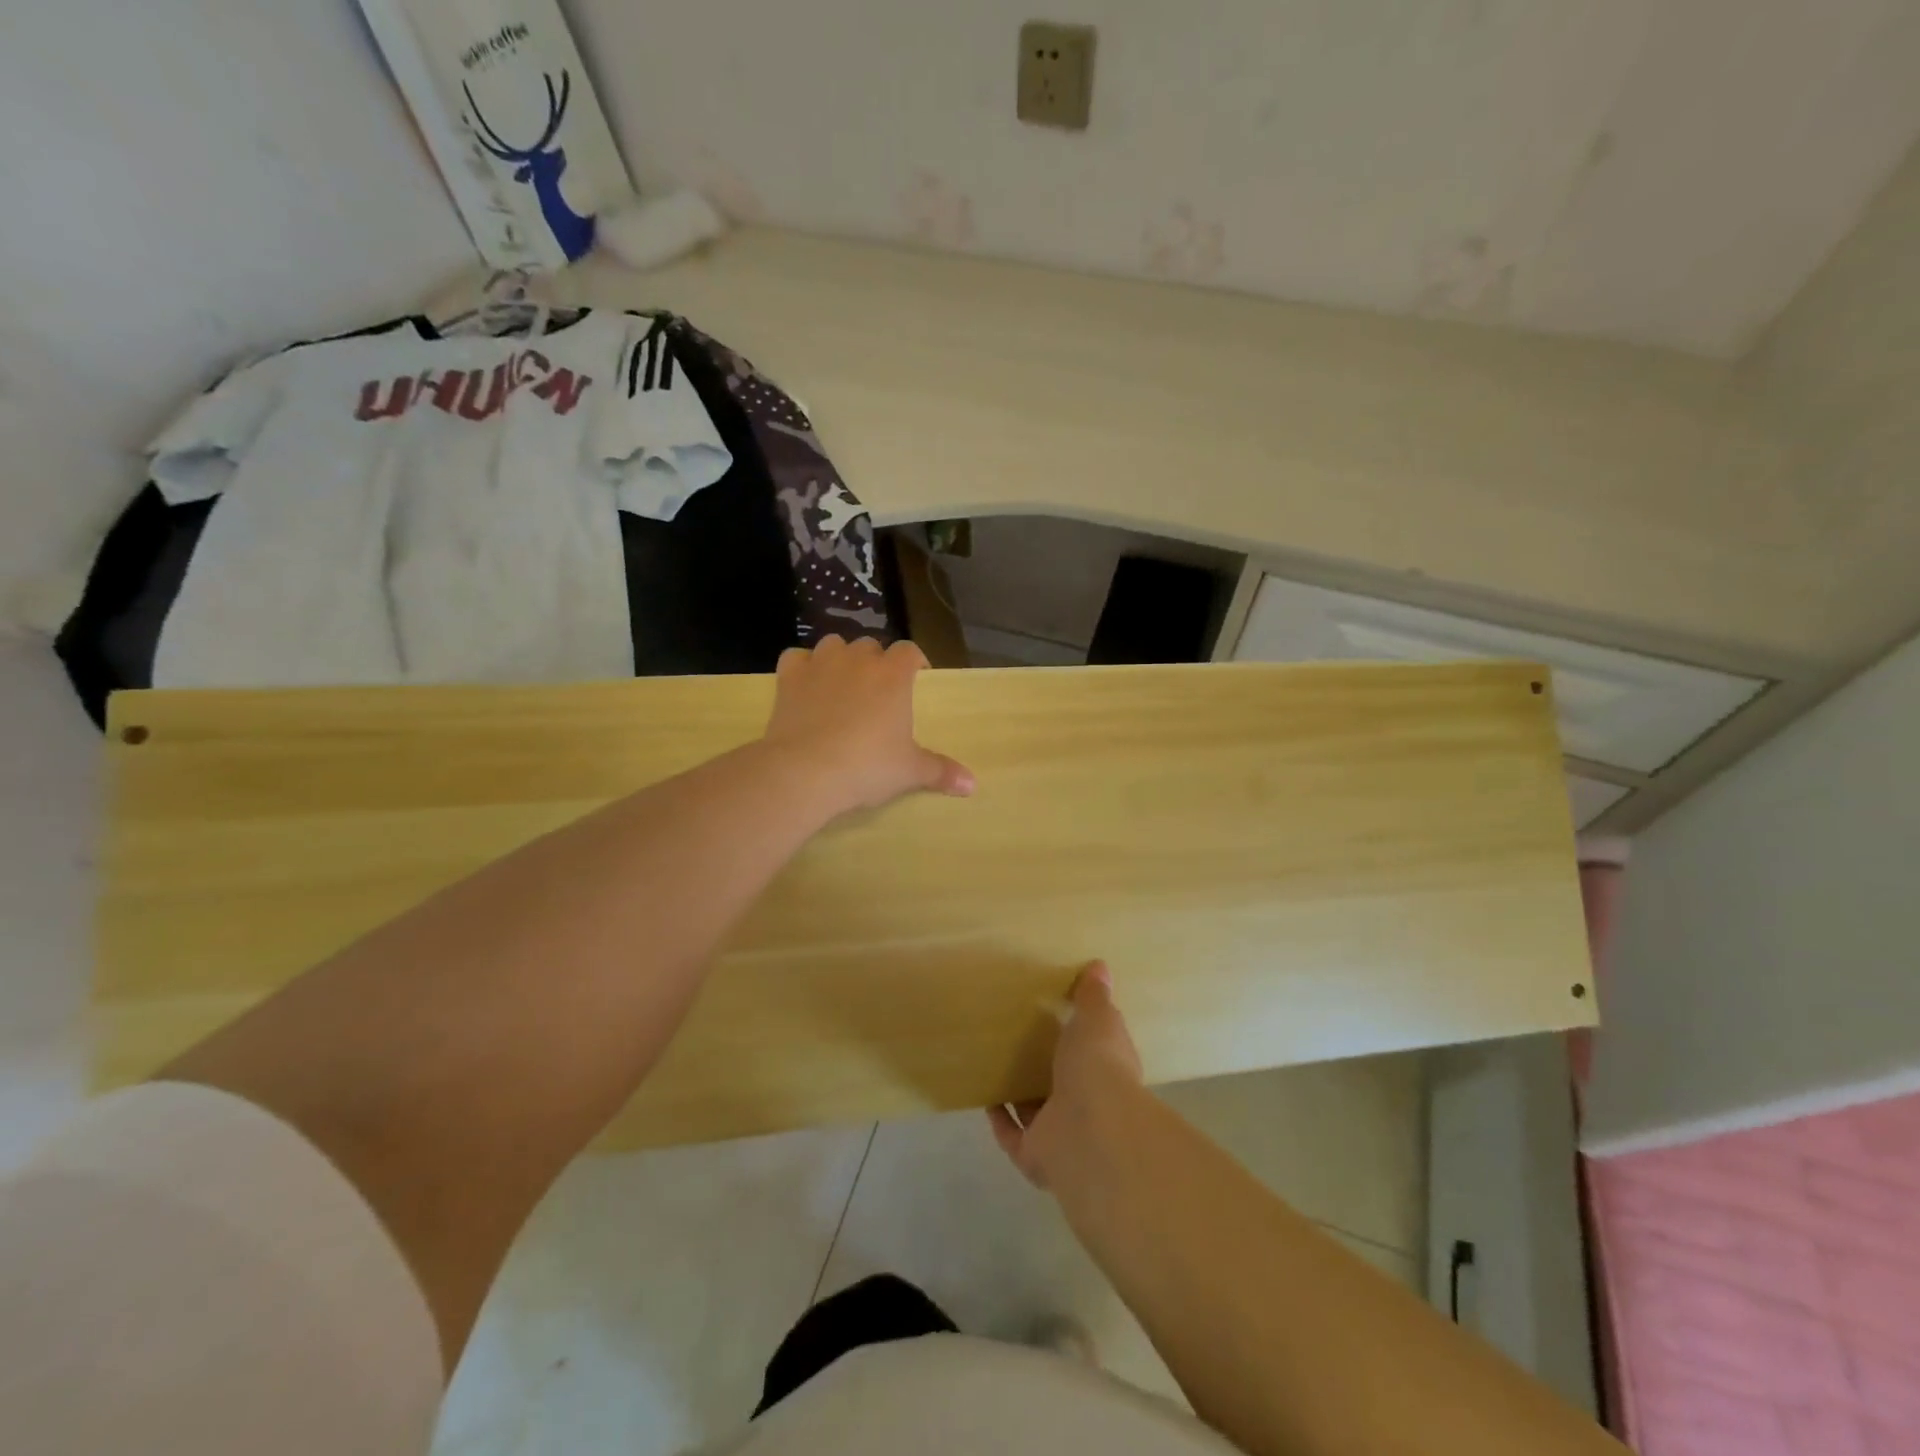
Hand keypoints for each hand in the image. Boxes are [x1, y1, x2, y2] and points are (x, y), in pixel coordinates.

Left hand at [763, 635, 973, 815]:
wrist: (806, 771)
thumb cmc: (867, 766)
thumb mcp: (910, 772)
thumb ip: (941, 771)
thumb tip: (972, 786)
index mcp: (893, 675)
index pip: (909, 651)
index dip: (914, 661)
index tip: (916, 678)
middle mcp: (858, 660)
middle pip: (871, 646)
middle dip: (875, 662)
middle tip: (877, 692)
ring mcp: (821, 664)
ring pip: (834, 644)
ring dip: (840, 659)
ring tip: (841, 684)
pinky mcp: (789, 677)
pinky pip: (796, 657)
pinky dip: (802, 667)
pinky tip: (805, 685)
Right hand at [989, 962, 1143, 1189]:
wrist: (1090, 1129)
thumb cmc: (1098, 1065)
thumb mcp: (1097, 1019)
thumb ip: (1093, 996)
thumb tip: (1100, 966)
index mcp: (1110, 1072)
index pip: (1097, 1053)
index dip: (1082, 1037)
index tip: (1058, 1016)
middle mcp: (1090, 1106)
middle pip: (1064, 1084)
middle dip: (1046, 1066)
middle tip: (1019, 1037)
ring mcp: (1061, 1133)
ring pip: (1038, 1111)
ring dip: (1020, 1093)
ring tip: (995, 1063)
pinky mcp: (1034, 1154)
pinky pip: (1011, 1134)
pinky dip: (999, 1117)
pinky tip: (984, 1093)